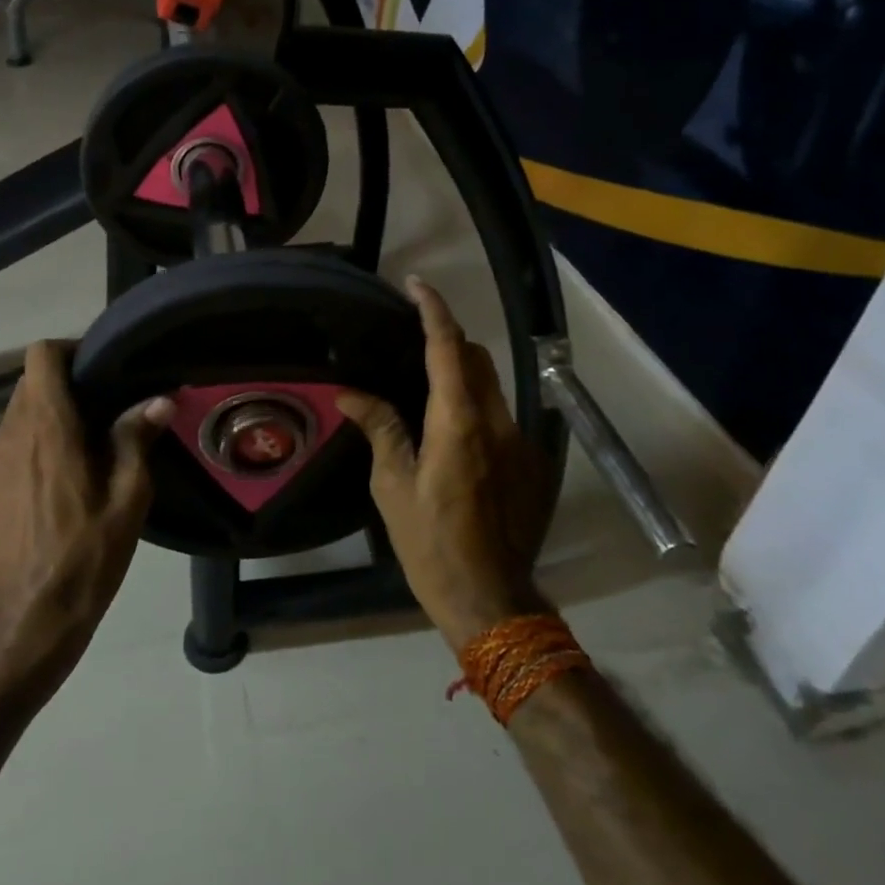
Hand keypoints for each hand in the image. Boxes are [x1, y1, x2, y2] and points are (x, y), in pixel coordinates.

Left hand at [0, 342, 171, 675]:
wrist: (30, 620)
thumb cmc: (88, 552)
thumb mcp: (129, 497)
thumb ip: (137, 438)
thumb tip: (159, 398)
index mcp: (48, 428)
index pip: (40, 356)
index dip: (66, 352)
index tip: (93, 371)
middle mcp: (7, 437)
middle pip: (27, 389)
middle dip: (60, 395)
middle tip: (94, 422)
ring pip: (12, 426)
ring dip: (40, 431)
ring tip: (69, 466)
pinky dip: (20, 464)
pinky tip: (40, 501)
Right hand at [338, 279, 552, 647]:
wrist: (492, 600)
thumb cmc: (431, 544)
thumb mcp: (392, 488)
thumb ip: (380, 429)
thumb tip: (351, 392)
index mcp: (458, 423)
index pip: (447, 348)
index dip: (432, 310)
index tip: (415, 285)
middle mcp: (497, 422)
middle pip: (476, 358)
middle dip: (448, 339)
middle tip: (412, 342)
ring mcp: (522, 442)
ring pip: (493, 385)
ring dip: (463, 374)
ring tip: (428, 389)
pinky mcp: (533, 462)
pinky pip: (502, 415)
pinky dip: (478, 406)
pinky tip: (455, 437)